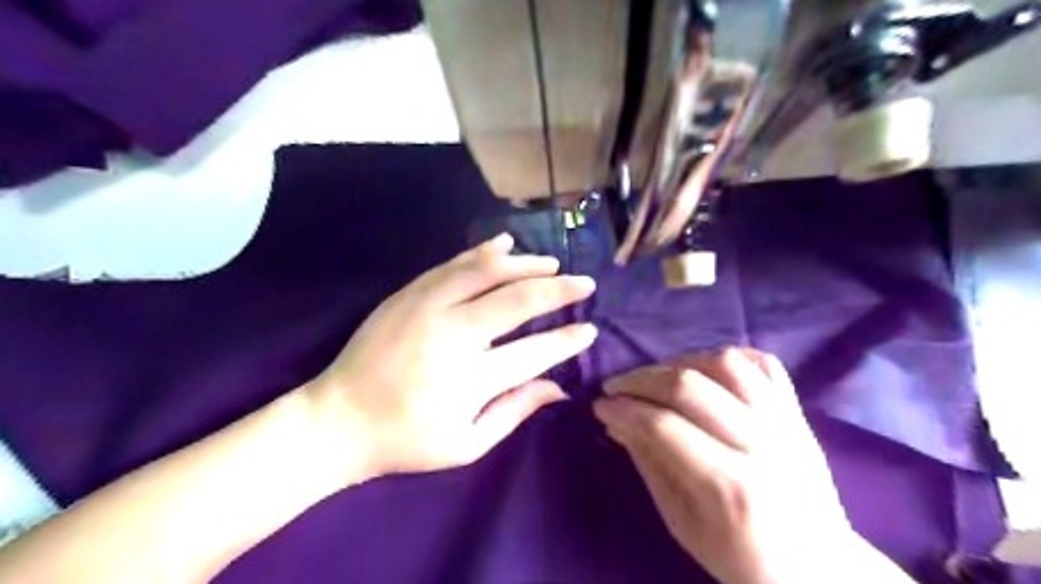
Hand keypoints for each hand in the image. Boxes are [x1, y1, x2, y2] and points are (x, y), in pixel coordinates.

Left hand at [305, 233, 593, 483]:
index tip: (590, 330)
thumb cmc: (406, 440)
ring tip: (551, 263)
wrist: (337, 418)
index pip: (534, 352)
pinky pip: (453, 264)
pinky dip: (483, 251)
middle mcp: (452, 335)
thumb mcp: (466, 445)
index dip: (567, 340)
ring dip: (525, 264)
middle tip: (584, 283)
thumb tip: (559, 386)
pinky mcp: (408, 293)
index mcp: (469, 379)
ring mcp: (427, 307)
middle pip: (517, 301)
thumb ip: (515, 411)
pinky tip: (506, 244)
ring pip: (487, 271)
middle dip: (558, 290)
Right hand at [599, 350, 879, 581]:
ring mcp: (787, 423)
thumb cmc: (742, 556)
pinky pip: (763, 363)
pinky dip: (728, 356)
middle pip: (691, 387)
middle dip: (641, 380)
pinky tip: (703, 368)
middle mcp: (763, 445)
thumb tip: (616, 420)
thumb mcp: (682, 524)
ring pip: (726, 364)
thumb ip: (649, 465)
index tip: (600, 406)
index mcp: (731, 486)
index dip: (624, 410)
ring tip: (657, 377)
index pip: (664, 426)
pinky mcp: (798, 412)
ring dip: (680, 362)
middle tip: (616, 387)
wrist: (819, 568)